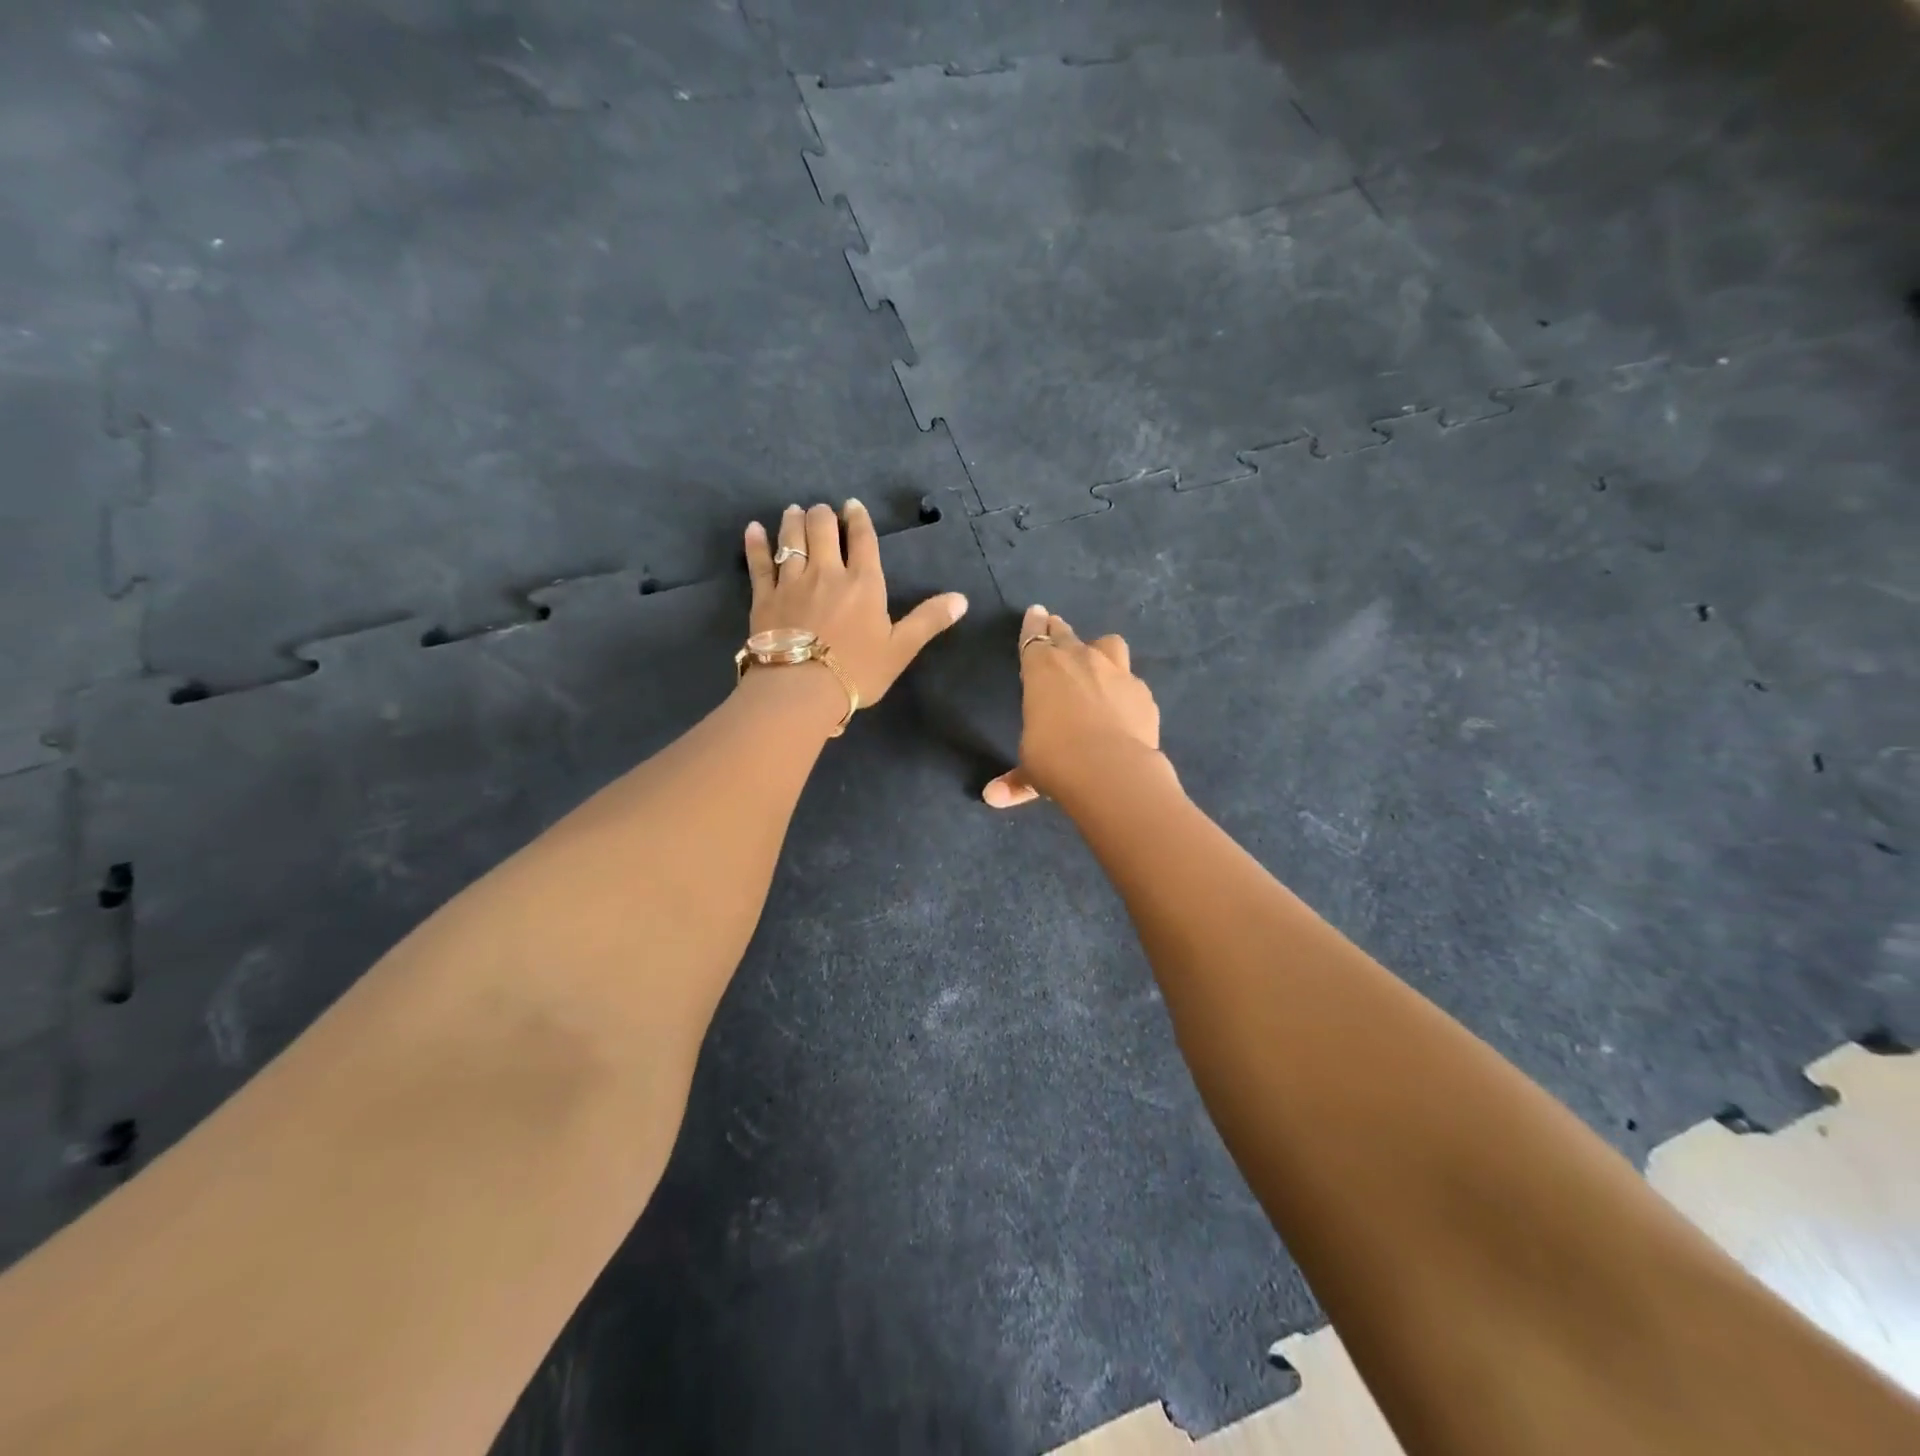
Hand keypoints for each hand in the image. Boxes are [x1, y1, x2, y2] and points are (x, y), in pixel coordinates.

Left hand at [744, 501, 967, 718]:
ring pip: (791, 539)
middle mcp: (827, 572)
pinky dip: (755, 543)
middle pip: (822, 529)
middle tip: (822, 512)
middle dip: (823, 515)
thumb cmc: (857, 671)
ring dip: (794, 521)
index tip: (853, 505)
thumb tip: (962, 599)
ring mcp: (792, 582)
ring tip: (795, 511)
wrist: (802, 689)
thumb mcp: (901, 649)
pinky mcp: (764, 597)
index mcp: (864, 583)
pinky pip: (758, 563)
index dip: (859, 519)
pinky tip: (753, 528)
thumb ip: (928, 620)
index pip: (863, 540)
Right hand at [983, 605, 1163, 808]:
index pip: (1034, 636)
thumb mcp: (1031, 771)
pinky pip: (1131, 680)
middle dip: (1059, 630)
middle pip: (1066, 634)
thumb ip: (1015, 780)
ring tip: (1097, 660)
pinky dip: (1124, 688)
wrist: (1111, 770)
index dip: (1033, 624)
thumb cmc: (1055, 761)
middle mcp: (1079, 660)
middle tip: (1055, 628)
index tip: (1036, 612)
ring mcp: (1116, 672)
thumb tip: (992, 798)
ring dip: (1099, 649)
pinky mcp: (1143, 693)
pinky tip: (1123, 704)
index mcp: (1042, 669)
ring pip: (1108, 644)